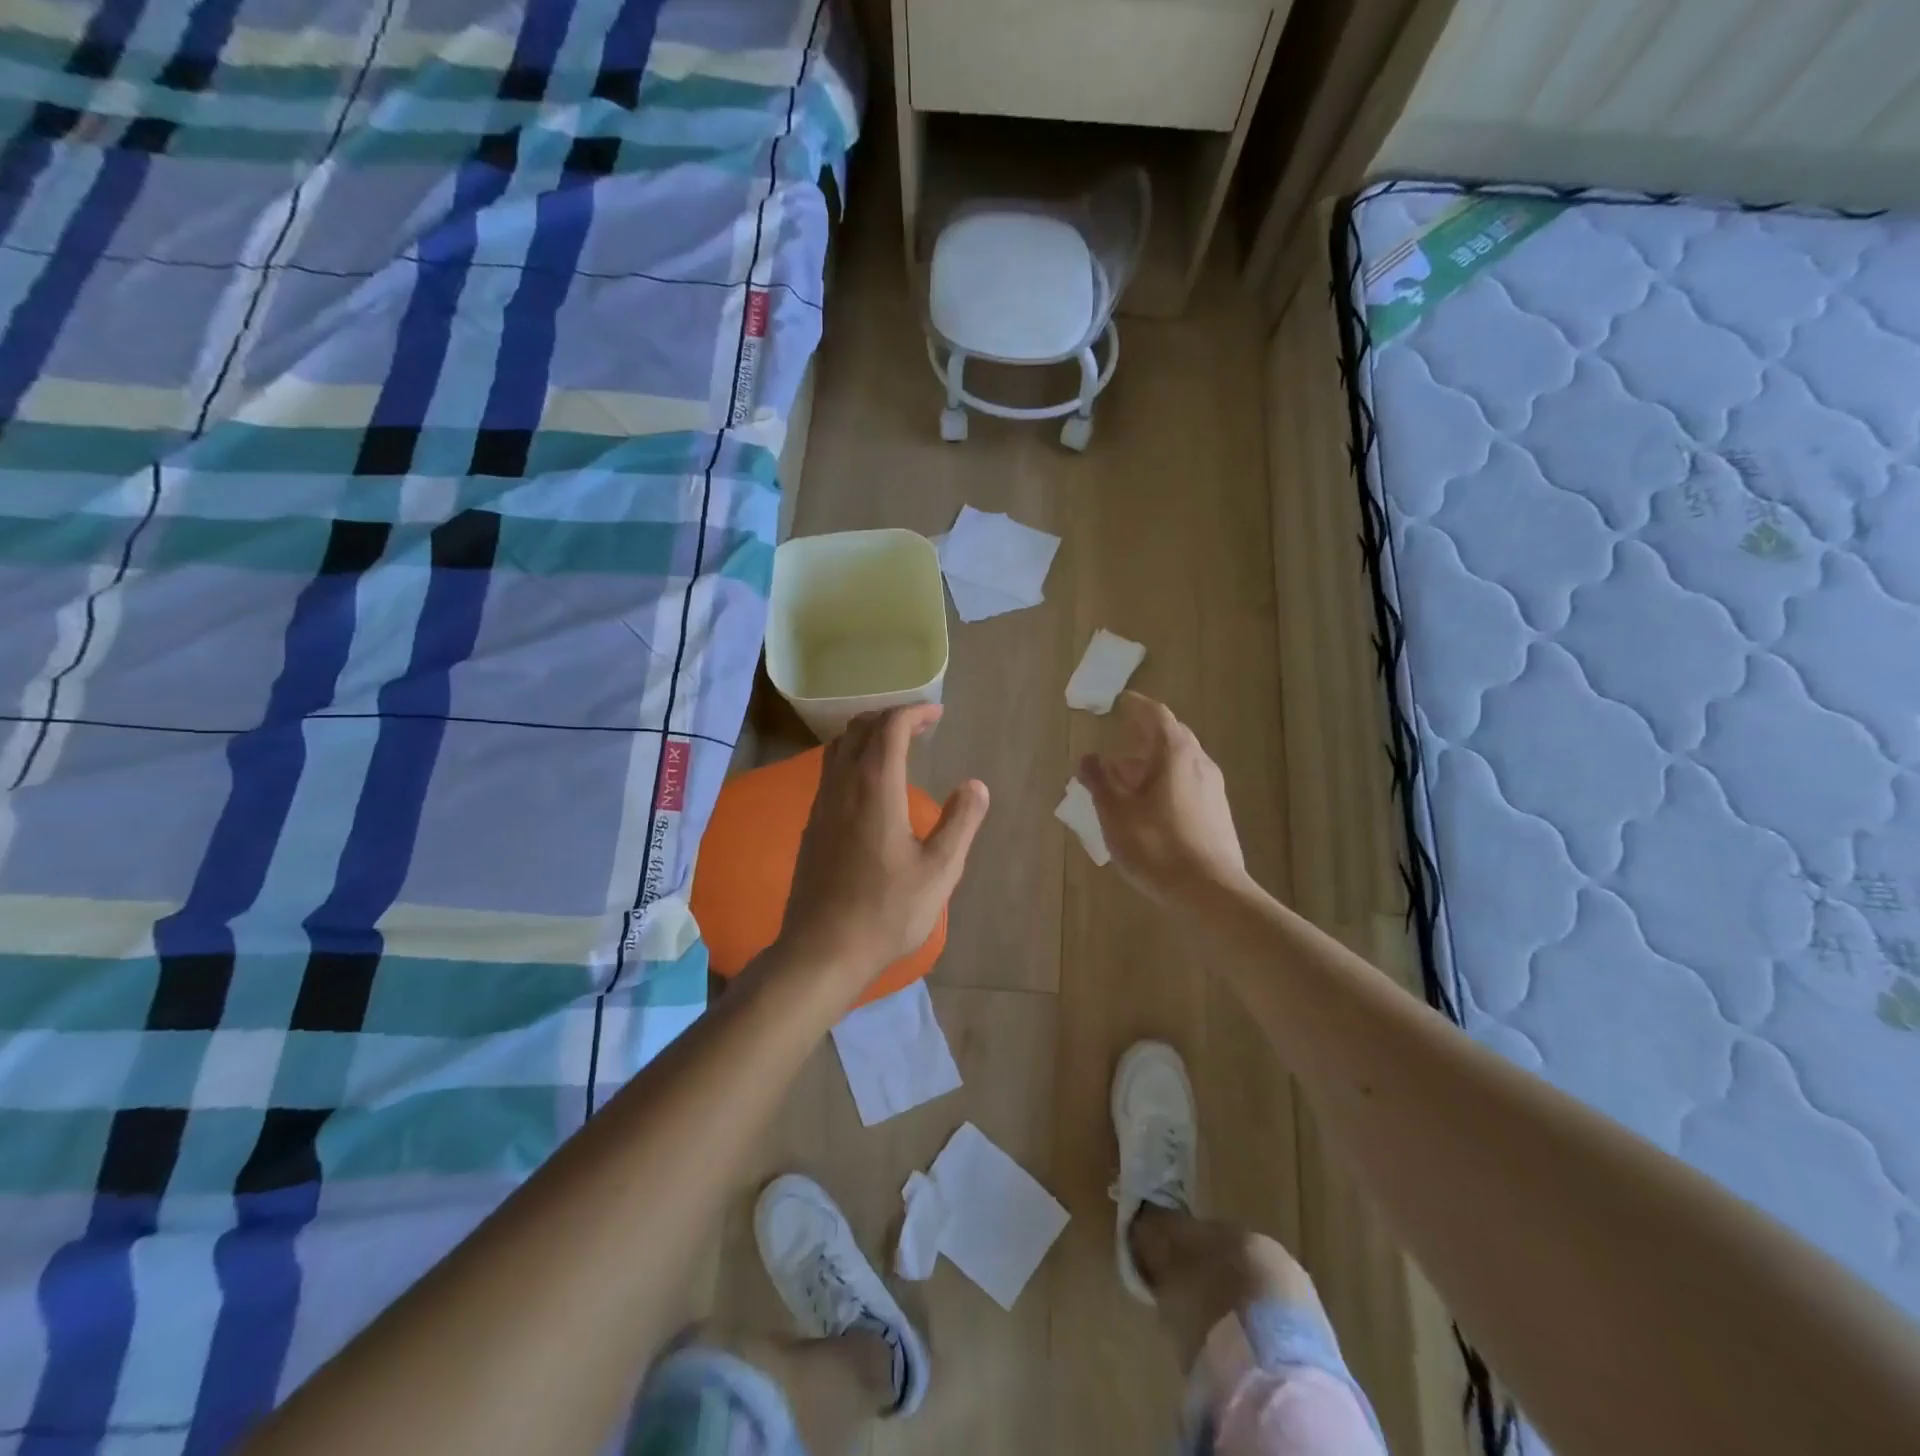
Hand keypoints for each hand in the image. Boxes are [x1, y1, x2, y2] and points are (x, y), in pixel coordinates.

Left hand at [779, 705, 989, 986]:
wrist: (822, 949)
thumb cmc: (887, 911)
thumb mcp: (940, 870)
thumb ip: (961, 822)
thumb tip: (976, 785)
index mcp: (875, 787)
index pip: (890, 727)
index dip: (914, 712)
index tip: (937, 714)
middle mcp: (842, 785)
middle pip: (861, 728)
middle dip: (892, 717)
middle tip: (921, 726)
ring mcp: (821, 804)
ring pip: (839, 747)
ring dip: (868, 735)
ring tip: (896, 746)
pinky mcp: (812, 825)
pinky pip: (830, 771)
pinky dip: (853, 757)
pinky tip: (870, 785)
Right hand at [1077, 692, 1246, 903]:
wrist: (1210, 892)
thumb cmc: (1157, 846)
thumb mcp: (1115, 813)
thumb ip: (1099, 781)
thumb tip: (1088, 758)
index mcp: (1175, 754)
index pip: (1156, 715)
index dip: (1137, 706)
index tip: (1121, 702)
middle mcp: (1199, 762)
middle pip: (1172, 736)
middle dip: (1144, 736)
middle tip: (1120, 742)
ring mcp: (1213, 788)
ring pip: (1180, 762)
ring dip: (1153, 762)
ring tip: (1127, 779)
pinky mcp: (1217, 813)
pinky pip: (1187, 782)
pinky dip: (1165, 781)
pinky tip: (1149, 806)